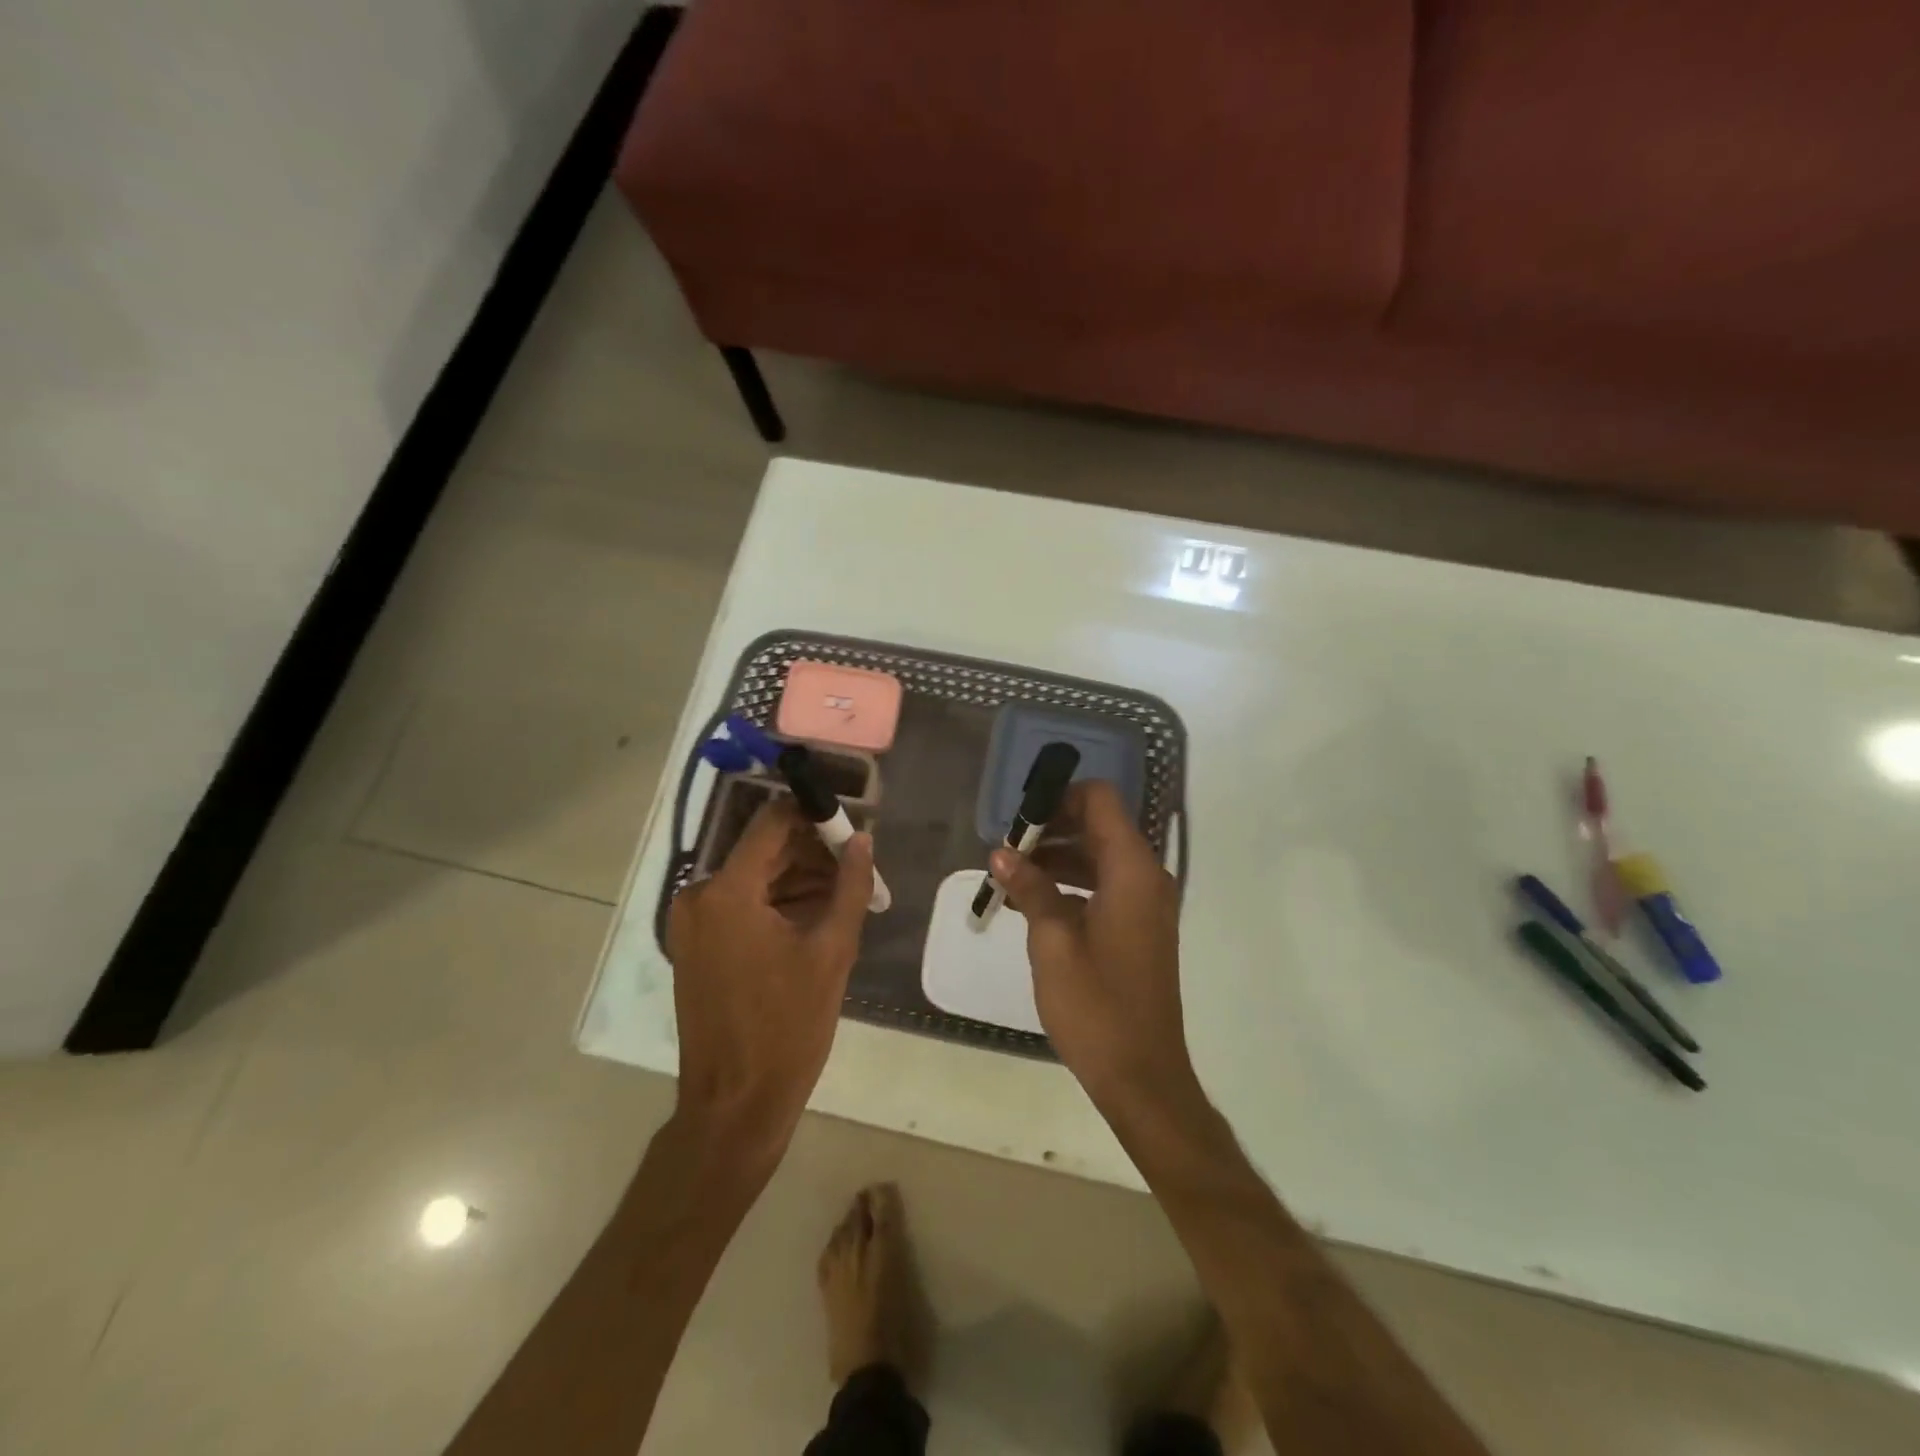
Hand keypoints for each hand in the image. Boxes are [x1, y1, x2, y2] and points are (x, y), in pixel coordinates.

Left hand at [667, 798, 873, 1163]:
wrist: (735, 1104)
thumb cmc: (788, 1027)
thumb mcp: (832, 951)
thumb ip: (850, 886)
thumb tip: (863, 841)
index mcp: (728, 891)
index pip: (773, 822)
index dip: (815, 816)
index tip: (853, 826)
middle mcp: (699, 895)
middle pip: (764, 850)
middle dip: (813, 853)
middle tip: (858, 868)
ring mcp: (692, 922)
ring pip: (754, 877)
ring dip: (799, 880)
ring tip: (846, 897)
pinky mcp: (695, 945)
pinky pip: (741, 905)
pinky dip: (777, 904)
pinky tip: (817, 918)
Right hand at [990, 781, 1193, 1110]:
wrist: (1142, 1074)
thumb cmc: (1095, 1006)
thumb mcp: (1052, 942)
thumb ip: (1030, 888)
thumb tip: (1002, 852)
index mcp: (1132, 871)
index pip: (1100, 801)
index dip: (1060, 799)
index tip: (1021, 819)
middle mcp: (1147, 877)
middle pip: (1100, 826)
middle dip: (1053, 830)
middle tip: (1007, 849)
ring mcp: (1147, 904)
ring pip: (1100, 857)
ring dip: (1058, 859)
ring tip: (1011, 876)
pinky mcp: (1140, 927)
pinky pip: (1106, 886)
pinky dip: (1072, 885)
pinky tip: (1032, 904)